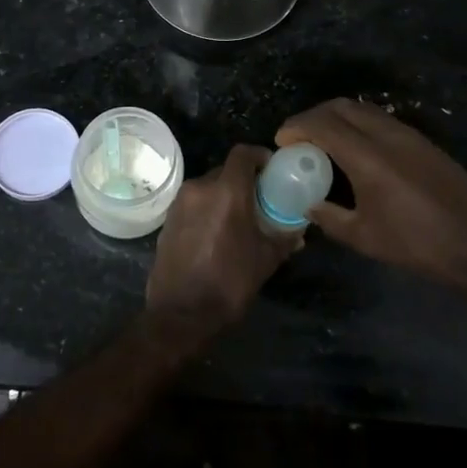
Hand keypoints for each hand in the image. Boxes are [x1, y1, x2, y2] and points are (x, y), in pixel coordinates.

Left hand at [147, 145, 299, 329]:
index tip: (271, 169)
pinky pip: (193, 203)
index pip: (242, 153)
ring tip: (237, 219)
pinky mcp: (167, 220)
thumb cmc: (229, 282)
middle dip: (242, 180)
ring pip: (207, 187)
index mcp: (226, 191)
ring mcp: (180, 203)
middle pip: (225, 170)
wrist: (181, 313)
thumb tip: (298, 230)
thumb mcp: (265, 260)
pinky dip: (206, 209)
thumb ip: (284, 238)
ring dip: (223, 195)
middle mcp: (200, 188)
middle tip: (258, 199)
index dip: (259, 156)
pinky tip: (215, 233)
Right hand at [276, 98, 466, 286]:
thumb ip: (330, 218)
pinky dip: (358, 124)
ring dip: (337, 117)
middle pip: (341, 106)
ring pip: (363, 109)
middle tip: (298, 137)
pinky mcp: (424, 142)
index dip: (297, 127)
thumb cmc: (420, 245)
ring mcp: (409, 135)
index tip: (281, 141)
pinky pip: (381, 120)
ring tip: (323, 142)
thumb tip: (309, 205)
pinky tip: (356, 151)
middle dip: (313, 115)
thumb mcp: (365, 238)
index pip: (322, 124)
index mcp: (368, 156)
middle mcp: (387, 134)